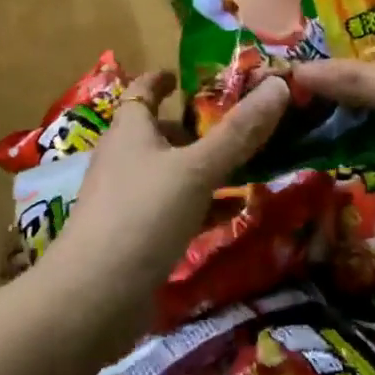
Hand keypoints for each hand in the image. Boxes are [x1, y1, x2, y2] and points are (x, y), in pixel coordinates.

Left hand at [41, 70, 287, 337]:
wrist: (94, 298)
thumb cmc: (143, 215)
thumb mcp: (197, 169)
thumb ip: (239, 132)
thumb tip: (280, 83)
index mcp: (130, 130)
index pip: (143, 92)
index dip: (162, 80)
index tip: (185, 77)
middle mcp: (123, 159)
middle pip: (157, 133)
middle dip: (192, 128)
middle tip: (235, 126)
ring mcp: (125, 200)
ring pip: (167, 172)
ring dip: (199, 168)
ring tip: (241, 168)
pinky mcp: (133, 237)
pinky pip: (171, 210)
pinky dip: (198, 206)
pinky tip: (229, 215)